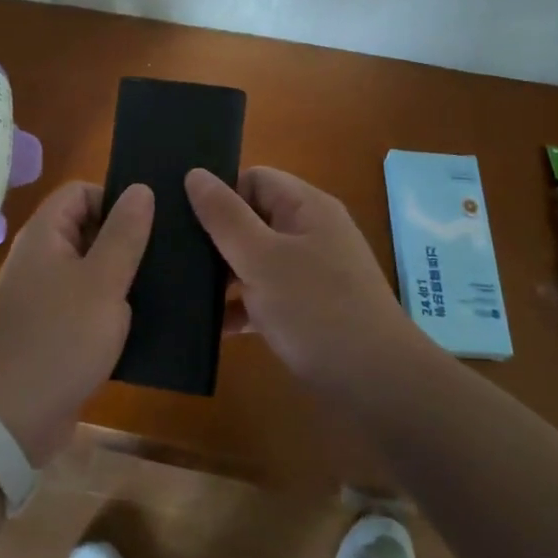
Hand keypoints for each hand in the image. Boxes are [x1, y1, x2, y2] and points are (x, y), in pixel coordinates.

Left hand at [0, 181, 153, 464]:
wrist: (11, 416)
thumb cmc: (60, 338)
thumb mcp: (103, 282)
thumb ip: (124, 234)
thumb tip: (141, 188)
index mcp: (46, 235)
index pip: (80, 191)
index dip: (115, 198)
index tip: (152, 222)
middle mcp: (42, 258)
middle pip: (87, 228)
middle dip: (127, 238)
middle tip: (171, 253)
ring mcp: (46, 296)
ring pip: (92, 270)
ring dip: (124, 276)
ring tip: (169, 285)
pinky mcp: (54, 330)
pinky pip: (88, 305)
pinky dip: (113, 308)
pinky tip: (147, 321)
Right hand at [185, 166, 416, 387]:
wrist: (379, 384)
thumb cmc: (316, 310)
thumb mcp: (260, 258)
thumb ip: (225, 216)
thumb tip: (195, 173)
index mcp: (306, 208)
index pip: (254, 179)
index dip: (222, 194)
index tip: (188, 221)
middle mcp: (312, 233)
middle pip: (253, 218)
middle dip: (217, 237)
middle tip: (177, 257)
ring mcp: (312, 272)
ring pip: (257, 259)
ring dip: (225, 275)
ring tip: (183, 292)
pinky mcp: (310, 308)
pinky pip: (267, 295)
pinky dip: (242, 307)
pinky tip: (212, 328)